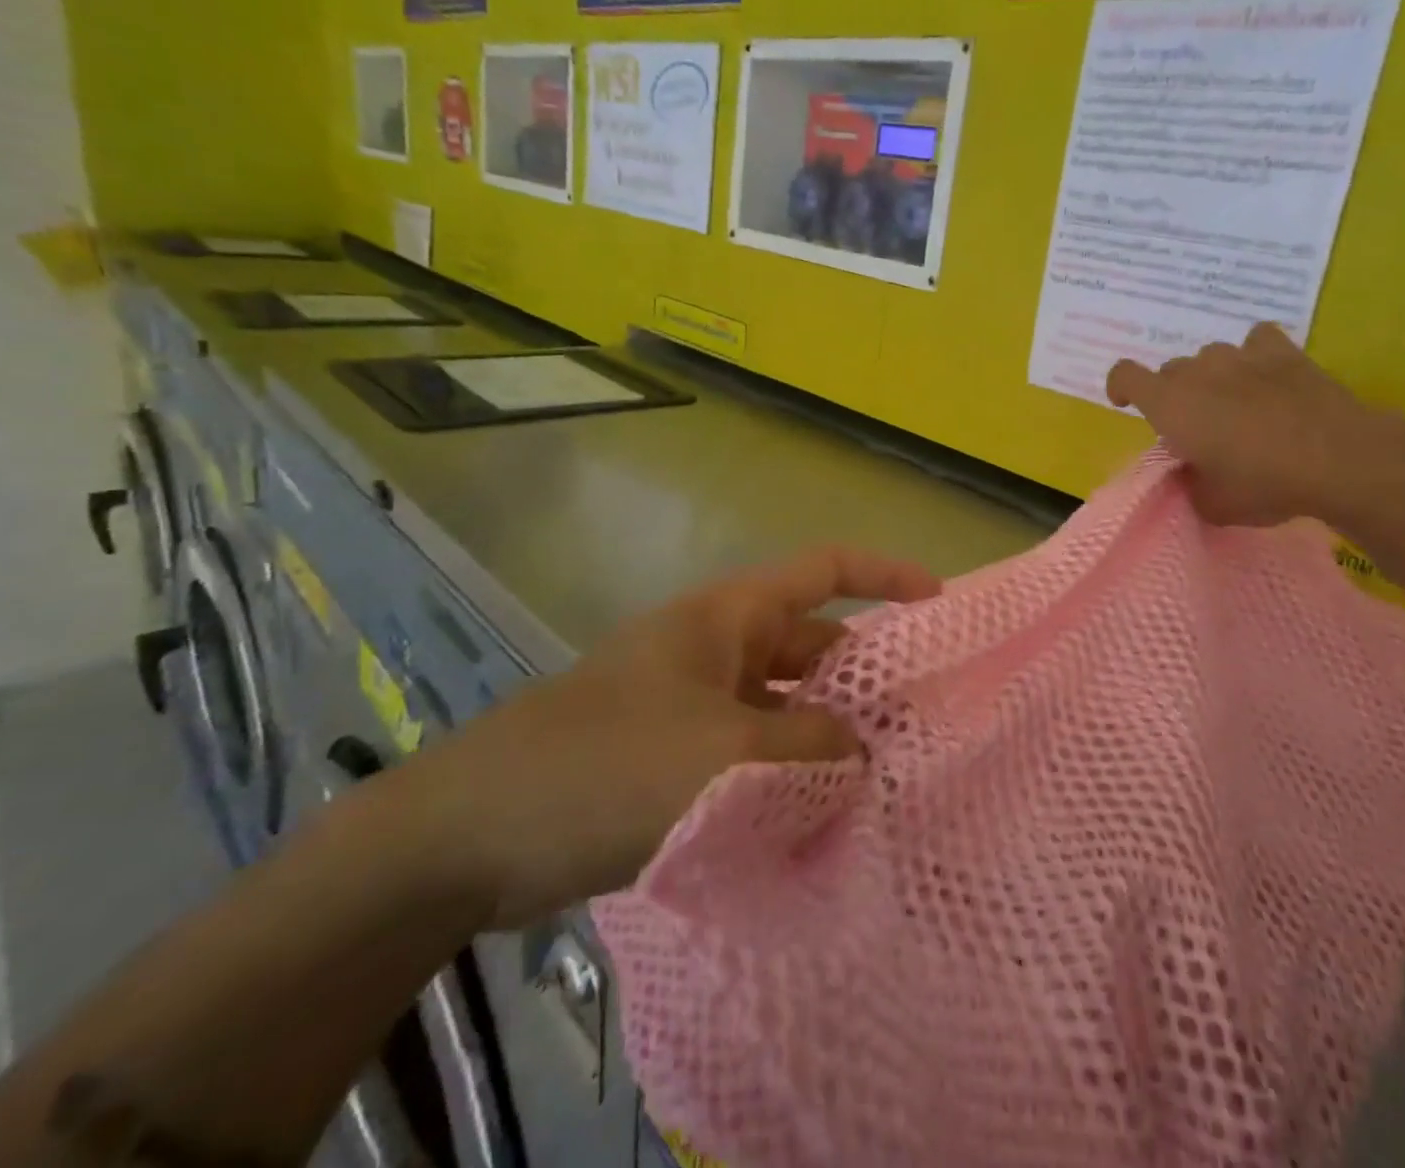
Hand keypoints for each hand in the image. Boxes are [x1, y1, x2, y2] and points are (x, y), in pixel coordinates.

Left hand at [394, 548, 941, 929]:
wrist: (468, 834)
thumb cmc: (605, 765)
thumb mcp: (724, 755)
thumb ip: (808, 750)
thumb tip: (862, 753)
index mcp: (727, 617)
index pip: (822, 569)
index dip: (883, 576)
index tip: (936, 603)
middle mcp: (715, 649)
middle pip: (809, 644)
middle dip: (861, 675)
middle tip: (918, 721)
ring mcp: (692, 702)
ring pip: (781, 705)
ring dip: (823, 735)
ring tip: (879, 780)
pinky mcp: (672, 754)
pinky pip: (750, 751)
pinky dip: (784, 774)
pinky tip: (814, 817)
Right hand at [1106, 323, 1388, 526]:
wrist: (1337, 459)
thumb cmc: (1263, 483)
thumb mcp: (1213, 504)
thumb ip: (1190, 485)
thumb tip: (1191, 473)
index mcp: (1169, 403)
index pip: (1125, 375)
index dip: (1120, 387)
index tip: (1126, 404)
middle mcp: (1198, 371)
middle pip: (1171, 371)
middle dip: (1175, 396)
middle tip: (1198, 428)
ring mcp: (1241, 356)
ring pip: (1211, 358)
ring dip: (1213, 378)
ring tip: (1235, 404)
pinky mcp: (1282, 352)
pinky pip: (1256, 341)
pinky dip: (1255, 356)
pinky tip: (1266, 376)